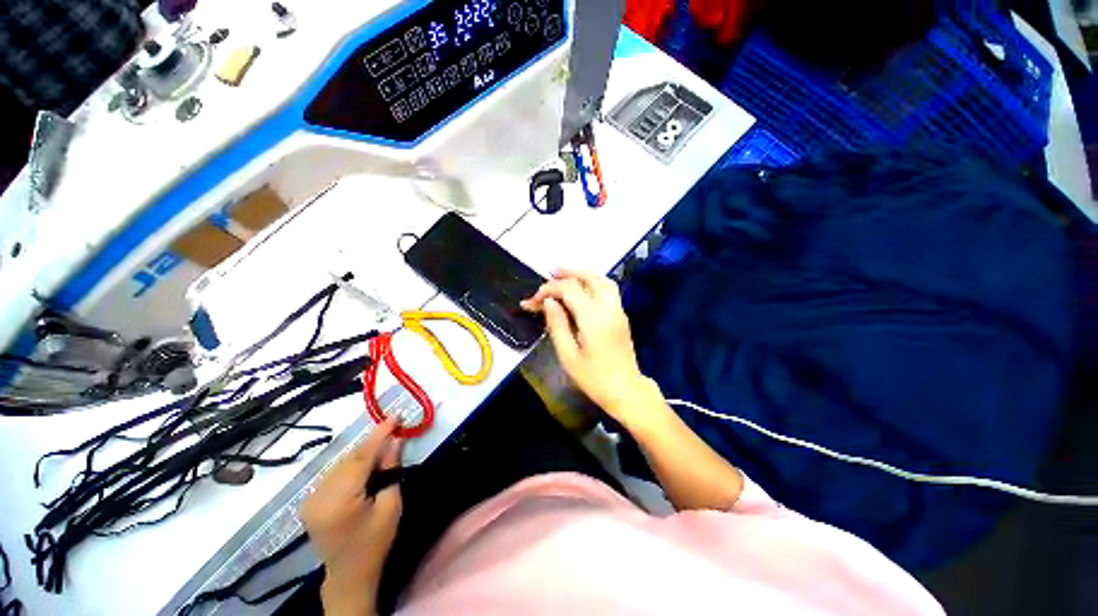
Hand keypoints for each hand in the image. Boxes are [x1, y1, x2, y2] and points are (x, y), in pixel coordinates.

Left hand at [301, 417, 402, 615]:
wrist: (349, 573)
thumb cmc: (375, 542)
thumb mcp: (391, 505)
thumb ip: (390, 470)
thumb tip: (395, 440)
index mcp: (339, 501)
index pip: (360, 458)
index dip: (379, 435)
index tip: (395, 417)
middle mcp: (318, 496)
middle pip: (349, 458)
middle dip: (372, 441)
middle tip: (394, 427)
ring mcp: (310, 498)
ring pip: (341, 462)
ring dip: (363, 451)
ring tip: (384, 443)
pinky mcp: (310, 500)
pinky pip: (334, 471)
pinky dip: (352, 462)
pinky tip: (366, 461)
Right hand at [521, 270, 652, 422]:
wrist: (626, 390)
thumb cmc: (594, 378)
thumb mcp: (568, 356)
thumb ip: (557, 325)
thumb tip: (549, 302)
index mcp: (593, 318)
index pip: (569, 289)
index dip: (549, 289)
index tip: (533, 301)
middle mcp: (608, 307)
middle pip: (589, 278)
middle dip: (568, 273)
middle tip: (550, 274)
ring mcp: (618, 310)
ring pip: (602, 280)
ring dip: (583, 274)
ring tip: (565, 276)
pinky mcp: (621, 315)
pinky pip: (608, 289)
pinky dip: (593, 282)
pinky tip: (581, 289)